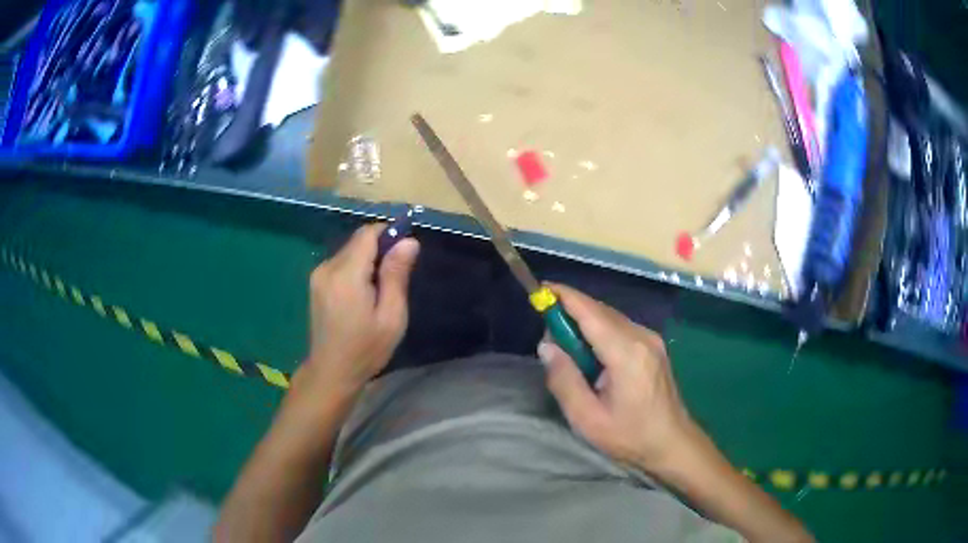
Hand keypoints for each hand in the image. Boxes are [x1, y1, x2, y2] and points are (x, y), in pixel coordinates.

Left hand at [301, 224, 419, 394]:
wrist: (331, 372)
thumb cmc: (366, 349)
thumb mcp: (391, 317)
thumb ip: (397, 276)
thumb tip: (409, 241)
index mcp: (346, 275)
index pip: (368, 234)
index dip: (390, 233)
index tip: (406, 250)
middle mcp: (328, 268)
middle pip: (358, 240)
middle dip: (380, 248)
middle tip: (397, 276)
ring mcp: (318, 275)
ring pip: (349, 250)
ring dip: (368, 259)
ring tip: (380, 289)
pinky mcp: (316, 282)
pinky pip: (341, 262)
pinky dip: (356, 268)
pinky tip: (363, 293)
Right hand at [539, 284, 700, 472]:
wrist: (672, 443)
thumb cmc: (630, 436)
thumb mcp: (587, 418)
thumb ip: (564, 380)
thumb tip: (546, 346)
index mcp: (626, 353)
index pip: (590, 312)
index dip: (564, 296)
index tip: (540, 288)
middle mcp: (641, 336)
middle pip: (600, 310)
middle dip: (571, 311)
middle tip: (547, 334)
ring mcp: (651, 339)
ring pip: (610, 317)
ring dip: (585, 321)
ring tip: (566, 347)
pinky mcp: (654, 345)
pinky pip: (620, 327)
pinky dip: (599, 330)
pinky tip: (590, 353)